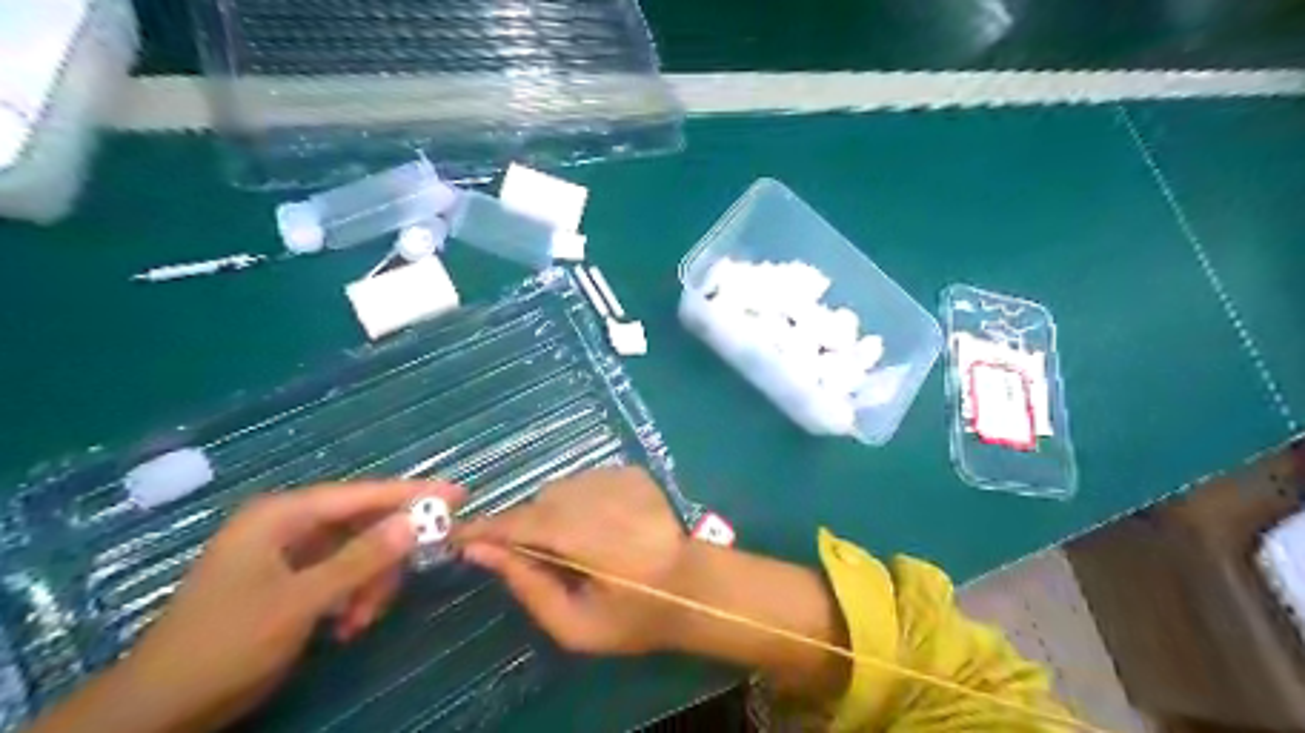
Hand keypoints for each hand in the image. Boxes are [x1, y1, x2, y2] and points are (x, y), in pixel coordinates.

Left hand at [26, 481, 467, 732]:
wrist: (161, 710)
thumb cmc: (226, 644)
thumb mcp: (301, 601)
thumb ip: (362, 558)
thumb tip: (417, 521)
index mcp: (282, 515)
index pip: (363, 494)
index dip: (413, 494)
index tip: (459, 494)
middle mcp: (287, 525)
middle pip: (363, 524)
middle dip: (385, 557)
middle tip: (404, 583)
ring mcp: (288, 553)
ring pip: (357, 553)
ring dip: (369, 585)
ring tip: (359, 620)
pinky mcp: (290, 579)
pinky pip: (342, 574)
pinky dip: (353, 596)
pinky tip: (346, 625)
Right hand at [456, 468, 847, 701]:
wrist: (695, 585)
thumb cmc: (635, 615)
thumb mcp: (575, 624)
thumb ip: (526, 584)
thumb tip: (482, 552)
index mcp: (577, 534)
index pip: (514, 523)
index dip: (482, 529)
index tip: (457, 537)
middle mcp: (591, 494)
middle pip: (537, 502)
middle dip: (525, 526)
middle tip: (538, 558)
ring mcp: (614, 476)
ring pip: (561, 489)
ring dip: (555, 513)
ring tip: (577, 544)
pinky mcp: (630, 472)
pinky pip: (587, 482)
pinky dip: (582, 501)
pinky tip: (603, 526)